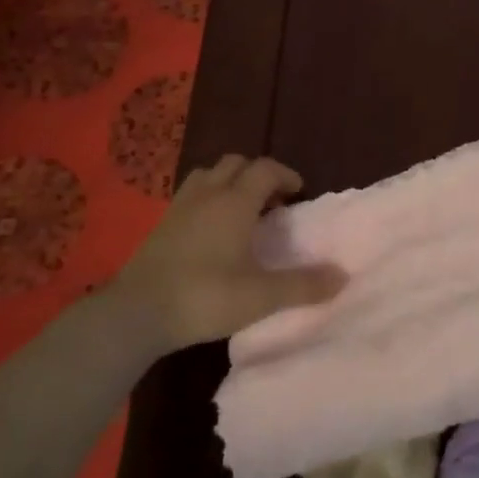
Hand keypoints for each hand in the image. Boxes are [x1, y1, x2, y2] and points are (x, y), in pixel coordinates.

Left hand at [114, 154, 346, 350]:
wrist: (136, 314)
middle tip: (272, 200)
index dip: (286, 175)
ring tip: (241, 207)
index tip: (299, 192)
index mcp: (235, 202)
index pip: (266, 169)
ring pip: (209, 174)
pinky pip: (190, 194)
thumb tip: (342, 276)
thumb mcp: (261, 297)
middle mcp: (208, 195)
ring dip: (229, 181)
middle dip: (258, 173)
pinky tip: (210, 227)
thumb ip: (303, 286)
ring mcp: (180, 207)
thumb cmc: (205, 297)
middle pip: (236, 163)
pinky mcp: (161, 224)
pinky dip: (207, 197)